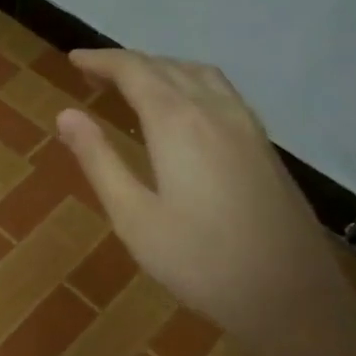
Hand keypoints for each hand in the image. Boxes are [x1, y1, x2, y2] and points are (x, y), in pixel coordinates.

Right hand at [57, 50, 355, 355]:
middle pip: (167, 67)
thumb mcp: (133, 216)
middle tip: (93, 73)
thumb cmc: (199, 261)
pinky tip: (185, 110)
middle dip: (127, 64)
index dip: (101, 60)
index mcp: (178, 123)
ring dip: (163, 69)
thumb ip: (99, 160)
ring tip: (135, 85)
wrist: (289, 296)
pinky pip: (222, 93)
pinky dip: (191, 83)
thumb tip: (66, 115)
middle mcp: (215, 111)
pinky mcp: (264, 146)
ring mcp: (247, 127)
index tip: (72, 59)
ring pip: (201, 75)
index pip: (135, 71)